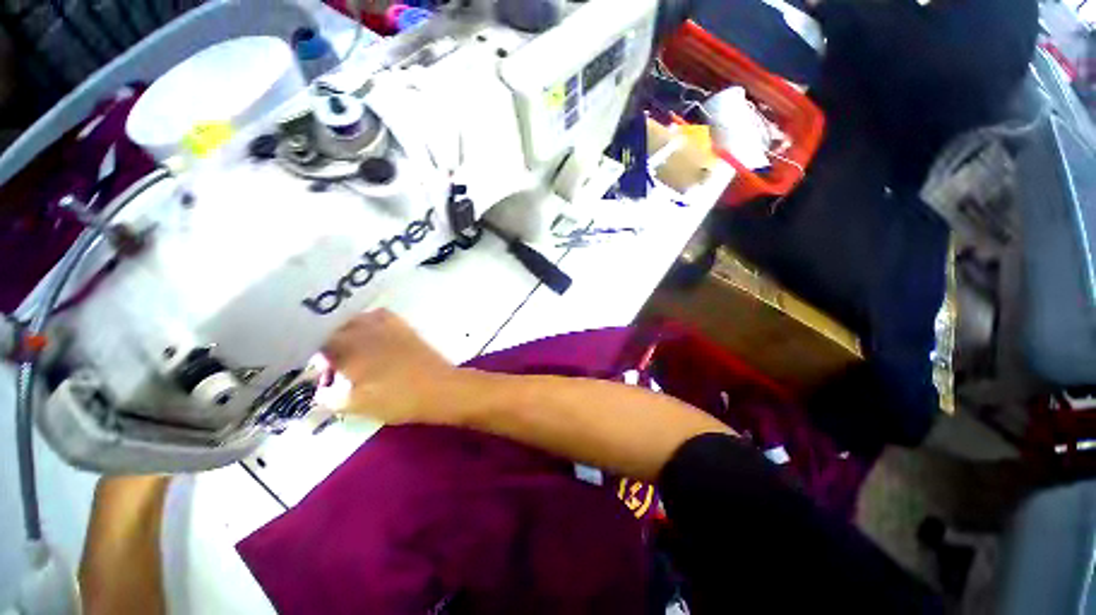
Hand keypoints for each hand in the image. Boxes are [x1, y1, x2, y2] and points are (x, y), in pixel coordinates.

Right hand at [322, 309, 458, 424]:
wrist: (438, 388)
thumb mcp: (355, 405)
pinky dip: (371, 323)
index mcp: (348, 349)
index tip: (325, 376)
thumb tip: (321, 387)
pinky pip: (380, 316)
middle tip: (339, 366)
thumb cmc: (396, 399)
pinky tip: (374, 337)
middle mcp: (364, 330)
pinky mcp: (404, 326)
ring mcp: (387, 325)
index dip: (319, 361)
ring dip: (349, 333)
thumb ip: (328, 395)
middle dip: (332, 346)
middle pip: (336, 331)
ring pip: (357, 320)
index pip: (320, 346)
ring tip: (355, 352)